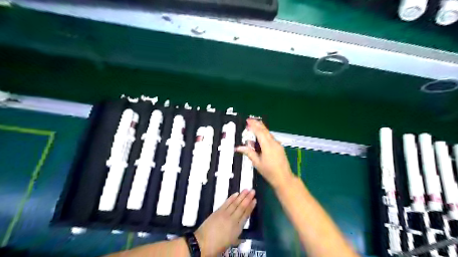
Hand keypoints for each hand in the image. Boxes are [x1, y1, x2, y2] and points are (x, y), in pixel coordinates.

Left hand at [194, 190, 256, 255]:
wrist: (202, 243)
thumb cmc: (217, 246)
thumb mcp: (230, 243)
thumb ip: (237, 238)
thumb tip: (242, 237)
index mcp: (237, 229)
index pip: (246, 215)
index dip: (251, 207)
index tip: (255, 200)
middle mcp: (233, 220)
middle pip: (242, 207)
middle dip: (248, 198)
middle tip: (253, 191)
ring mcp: (225, 214)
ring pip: (235, 203)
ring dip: (241, 196)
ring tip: (247, 190)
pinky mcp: (218, 211)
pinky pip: (227, 203)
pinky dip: (232, 198)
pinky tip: (236, 194)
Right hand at [236, 120, 292, 188]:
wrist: (284, 178)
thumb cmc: (269, 172)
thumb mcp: (257, 163)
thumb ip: (248, 153)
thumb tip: (239, 148)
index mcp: (268, 146)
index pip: (259, 132)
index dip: (253, 125)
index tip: (248, 121)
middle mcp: (274, 143)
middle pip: (265, 130)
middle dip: (257, 124)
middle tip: (250, 120)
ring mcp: (278, 145)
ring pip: (268, 134)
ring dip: (261, 129)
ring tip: (254, 126)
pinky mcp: (279, 147)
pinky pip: (271, 138)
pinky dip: (265, 135)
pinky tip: (261, 136)